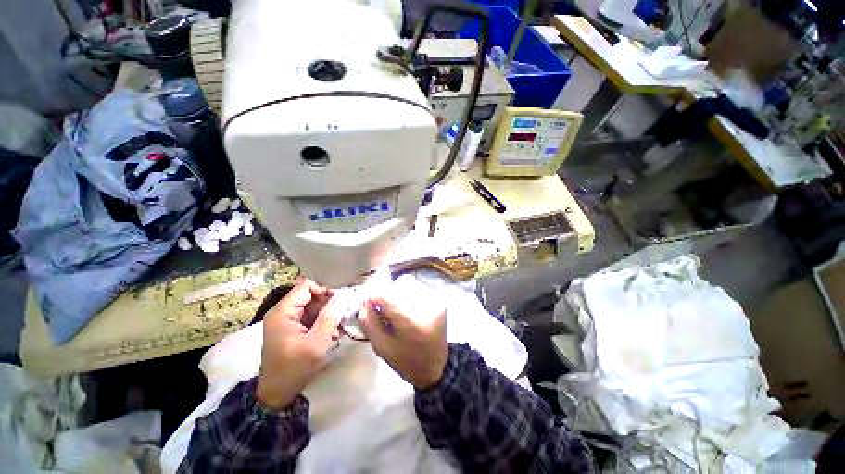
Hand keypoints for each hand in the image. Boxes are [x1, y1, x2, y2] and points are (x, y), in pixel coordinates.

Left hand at [256, 278, 341, 409]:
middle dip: (328, 304)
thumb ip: (330, 317)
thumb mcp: (316, 343)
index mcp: (283, 312)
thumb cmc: (295, 368)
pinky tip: (332, 334)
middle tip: (343, 316)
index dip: (324, 291)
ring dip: (328, 315)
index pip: (306, 286)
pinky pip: (310, 318)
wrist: (277, 394)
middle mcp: (283, 312)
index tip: (338, 303)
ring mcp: (287, 321)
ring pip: (313, 307)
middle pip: (311, 296)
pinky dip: (322, 323)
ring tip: (339, 328)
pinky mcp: (291, 329)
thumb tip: (342, 297)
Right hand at [359, 292, 447, 388]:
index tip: (367, 304)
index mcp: (413, 324)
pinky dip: (407, 297)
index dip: (374, 297)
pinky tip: (407, 310)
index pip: (387, 298)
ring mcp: (436, 301)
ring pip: (407, 285)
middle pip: (397, 288)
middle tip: (383, 312)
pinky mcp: (439, 299)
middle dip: (386, 297)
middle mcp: (428, 306)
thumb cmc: (406, 361)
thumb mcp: (382, 348)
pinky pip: (416, 289)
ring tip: (397, 313)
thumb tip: (363, 300)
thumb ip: (369, 323)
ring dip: (397, 296)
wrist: (436, 366)